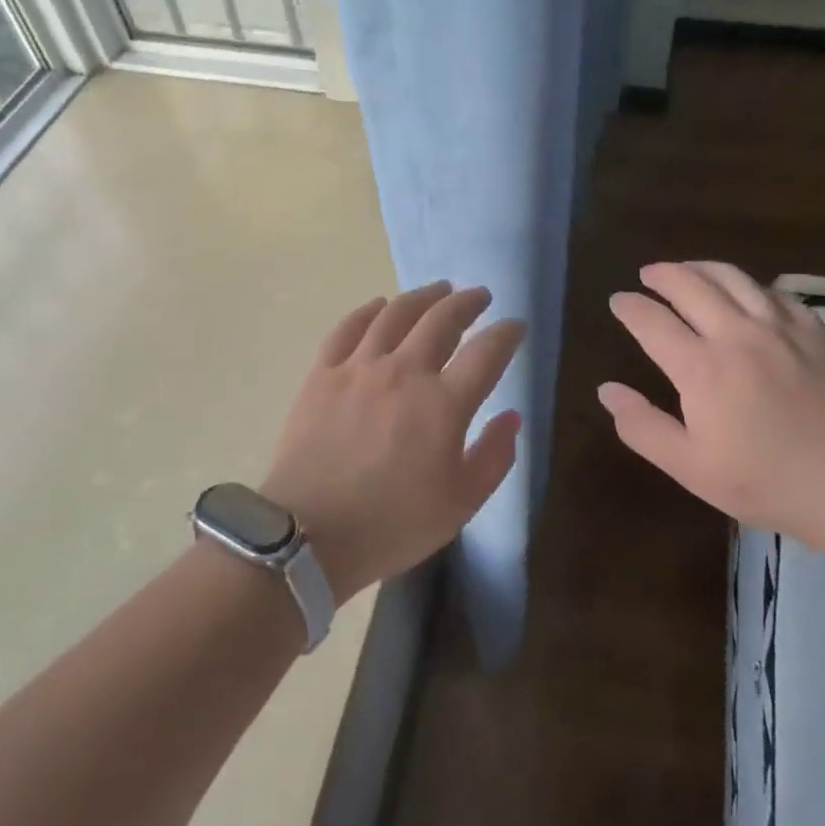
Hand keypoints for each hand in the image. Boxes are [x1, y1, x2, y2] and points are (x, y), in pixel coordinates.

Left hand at [260, 281, 525, 601]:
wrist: (308, 536)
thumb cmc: (392, 525)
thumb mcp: (460, 504)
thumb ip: (494, 457)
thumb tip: (511, 416)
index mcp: (444, 404)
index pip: (487, 352)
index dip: (507, 334)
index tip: (515, 326)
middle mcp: (405, 372)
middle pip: (442, 319)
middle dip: (467, 302)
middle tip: (479, 296)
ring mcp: (360, 368)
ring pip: (396, 313)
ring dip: (423, 296)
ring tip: (438, 289)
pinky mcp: (323, 373)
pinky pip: (348, 327)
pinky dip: (369, 310)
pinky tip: (380, 305)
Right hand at [599, 261, 824, 547]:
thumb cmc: (765, 480)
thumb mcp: (690, 467)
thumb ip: (643, 427)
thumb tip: (606, 390)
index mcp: (701, 368)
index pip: (652, 321)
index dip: (630, 307)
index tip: (618, 301)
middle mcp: (736, 334)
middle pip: (690, 285)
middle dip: (662, 275)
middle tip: (648, 275)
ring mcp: (779, 327)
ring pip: (732, 277)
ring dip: (701, 267)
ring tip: (687, 269)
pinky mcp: (813, 330)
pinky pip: (774, 292)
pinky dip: (749, 284)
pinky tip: (746, 291)